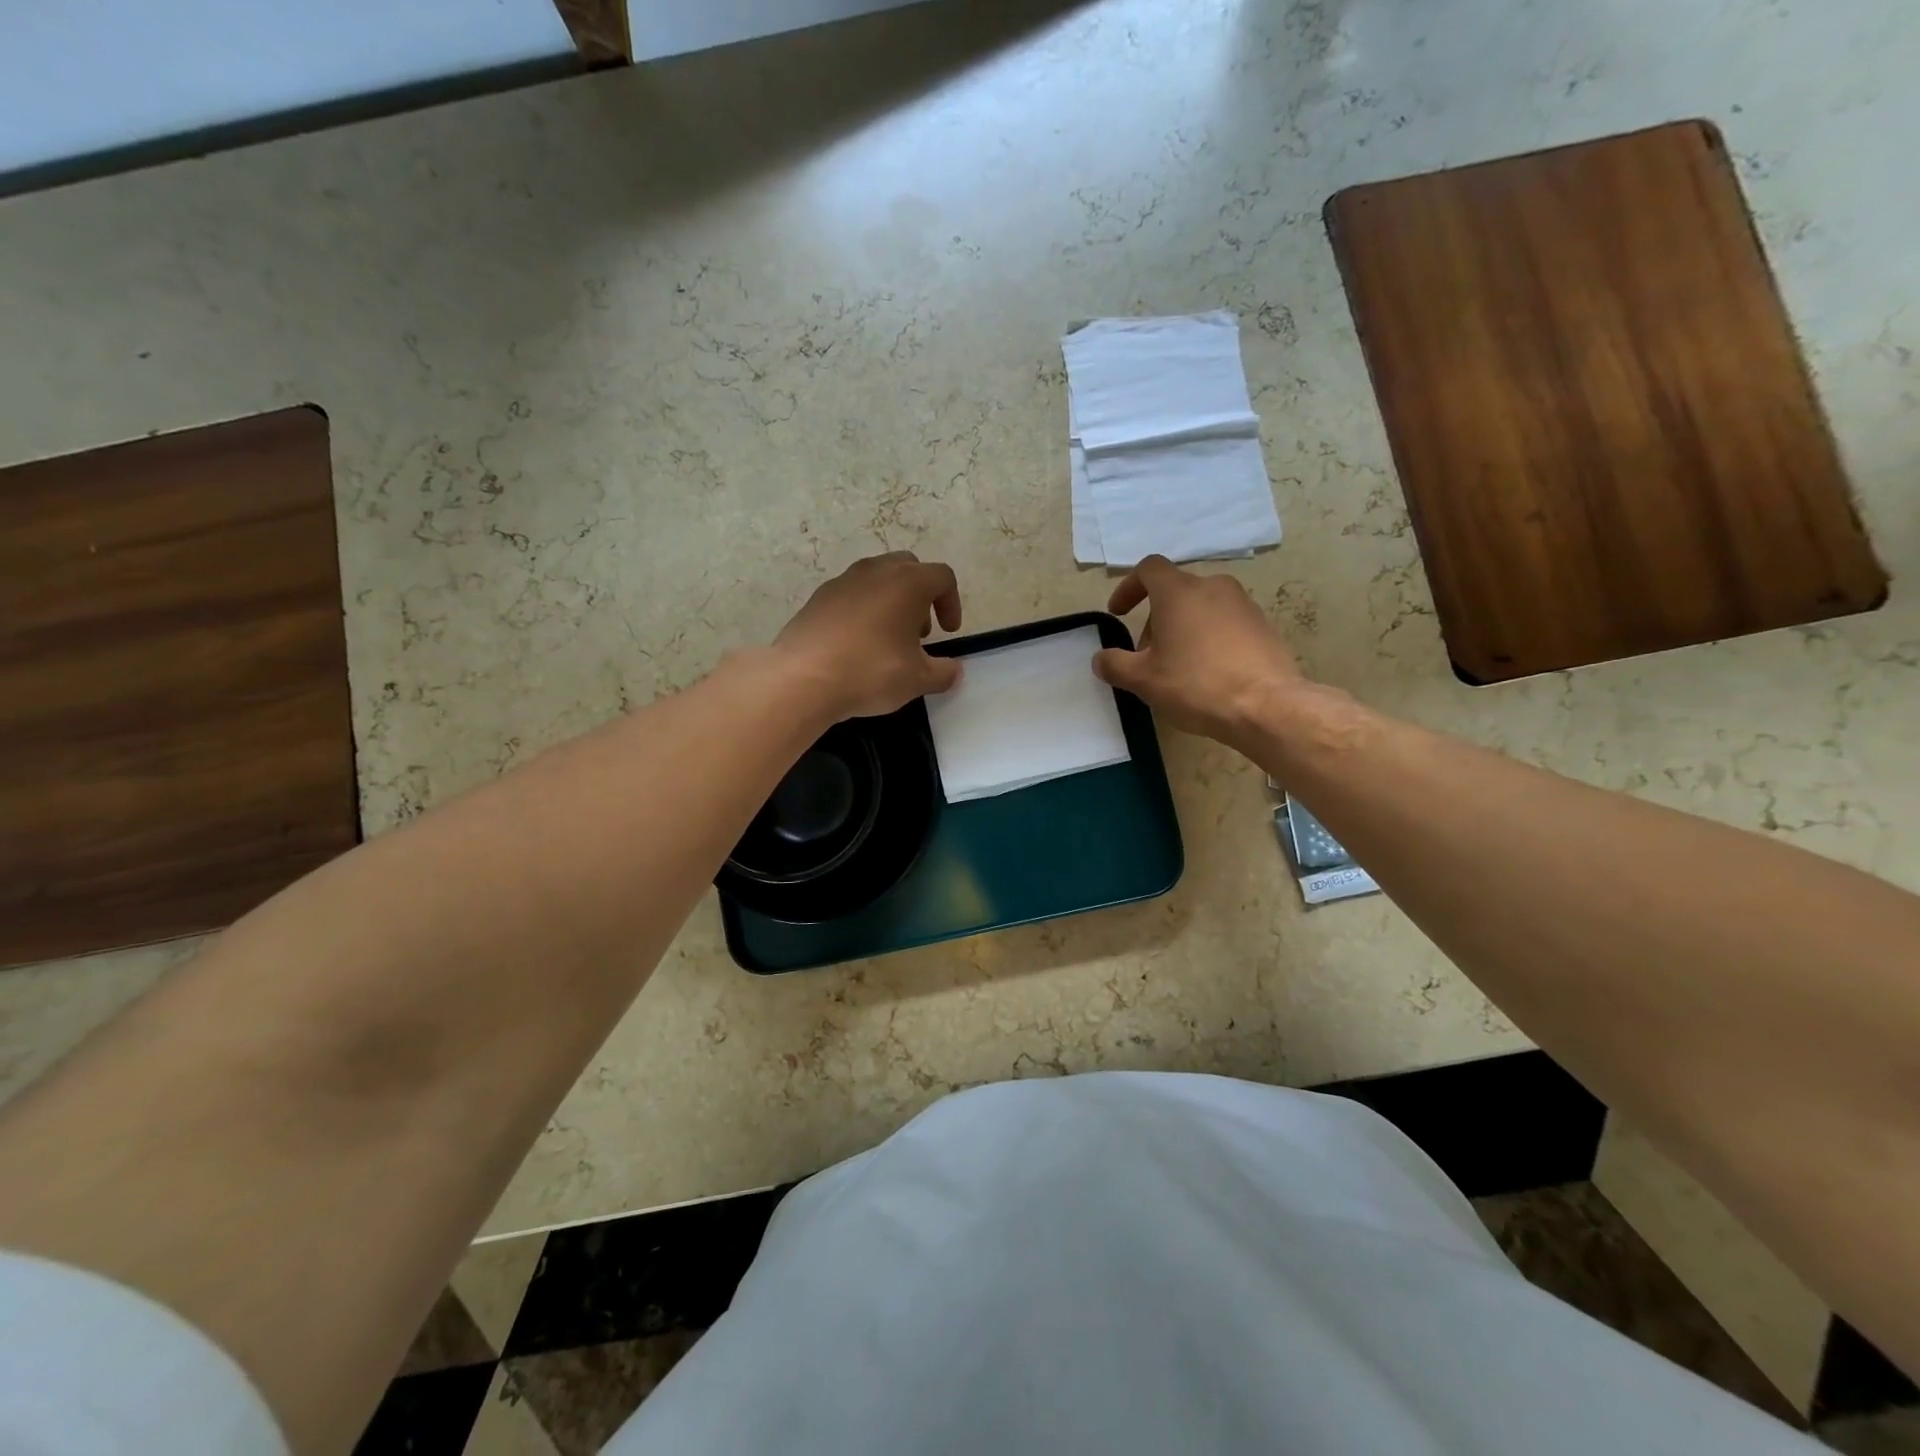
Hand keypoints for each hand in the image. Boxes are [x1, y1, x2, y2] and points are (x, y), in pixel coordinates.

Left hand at [775, 552, 963, 719]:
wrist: (802, 678)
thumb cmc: (870, 672)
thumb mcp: (917, 680)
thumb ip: (942, 673)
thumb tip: (953, 671)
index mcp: (908, 582)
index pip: (942, 577)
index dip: (951, 603)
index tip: (949, 632)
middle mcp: (875, 571)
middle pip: (909, 569)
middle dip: (920, 597)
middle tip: (919, 633)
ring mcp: (842, 581)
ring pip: (877, 579)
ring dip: (890, 601)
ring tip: (888, 640)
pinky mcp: (818, 598)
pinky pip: (850, 595)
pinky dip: (862, 611)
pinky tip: (856, 645)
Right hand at [1093, 555, 1307, 750]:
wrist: (1266, 706)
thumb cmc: (1196, 685)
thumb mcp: (1143, 680)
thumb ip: (1115, 664)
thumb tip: (1101, 659)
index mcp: (1179, 592)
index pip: (1148, 569)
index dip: (1128, 588)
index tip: (1119, 613)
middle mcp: (1213, 587)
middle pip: (1175, 591)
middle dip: (1155, 619)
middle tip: (1147, 655)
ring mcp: (1243, 605)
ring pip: (1201, 607)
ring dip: (1182, 629)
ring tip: (1178, 667)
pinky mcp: (1263, 626)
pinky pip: (1225, 623)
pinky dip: (1209, 639)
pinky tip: (1208, 673)